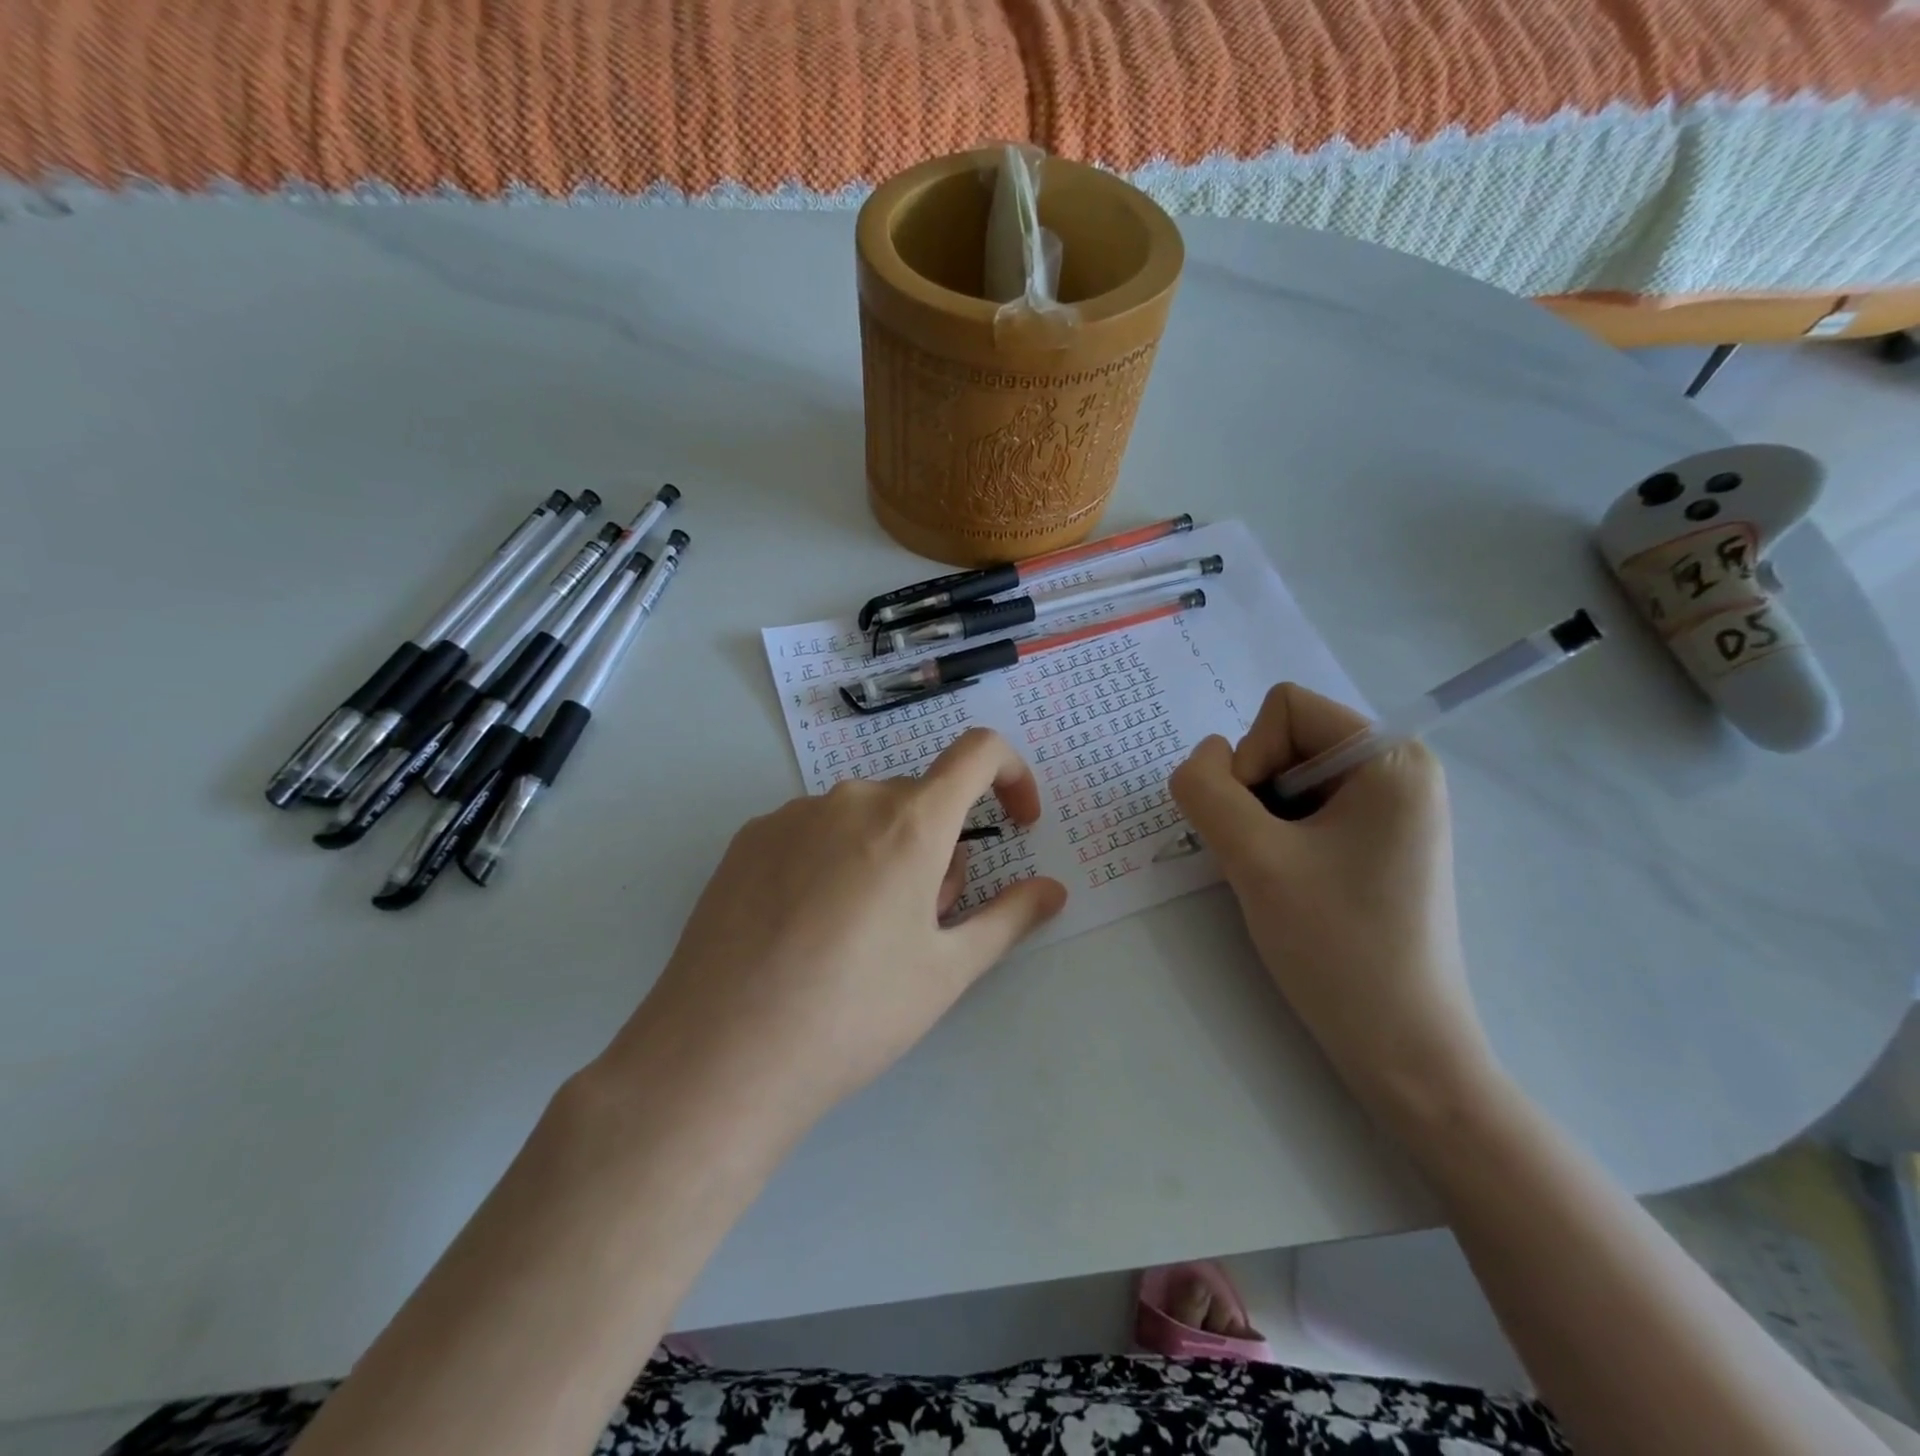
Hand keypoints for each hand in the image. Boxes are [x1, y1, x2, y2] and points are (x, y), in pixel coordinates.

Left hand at [605, 729, 1067, 1139]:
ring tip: (859, 934)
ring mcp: (792, 814)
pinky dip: (834, 859)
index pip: (979, 752)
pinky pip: (814, 830)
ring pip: (866, 816)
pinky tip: (806, 927)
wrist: (723, 1055)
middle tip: (923, 924)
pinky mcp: (748, 838)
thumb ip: (1009, 918)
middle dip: (941, 846)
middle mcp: (851, 799)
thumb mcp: (946, 971)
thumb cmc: (854, 1014)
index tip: (1017, 824)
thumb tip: (1053, 890)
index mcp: (910, 822)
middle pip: (920, 800)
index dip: (1012, 776)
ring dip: (886, 853)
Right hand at [1168, 684, 1489, 1107]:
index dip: (1251, 758)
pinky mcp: (1375, 843)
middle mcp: (1398, 771)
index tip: (1263, 827)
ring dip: (1260, 821)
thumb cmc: (1337, 947)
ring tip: (1278, 876)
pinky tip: (1289, 885)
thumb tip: (1203, 760)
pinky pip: (1302, 810)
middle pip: (1284, 740)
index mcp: (1391, 758)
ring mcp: (1389, 809)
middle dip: (1255, 792)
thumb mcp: (1253, 859)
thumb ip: (1207, 789)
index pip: (1284, 707)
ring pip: (1285, 778)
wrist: (1401, 1049)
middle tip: (1266, 857)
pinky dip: (1276, 839)